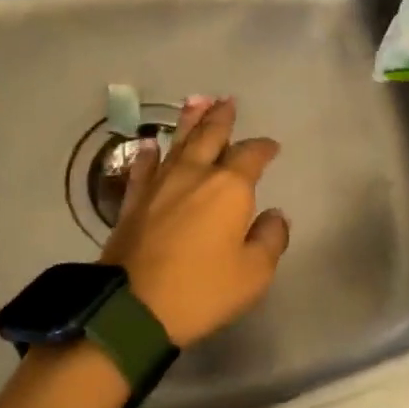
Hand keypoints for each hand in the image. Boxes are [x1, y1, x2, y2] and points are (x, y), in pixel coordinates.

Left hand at [99, 96, 289, 346]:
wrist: (133, 308)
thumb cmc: (202, 290)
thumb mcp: (253, 273)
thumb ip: (270, 239)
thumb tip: (275, 215)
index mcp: (229, 188)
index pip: (251, 156)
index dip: (263, 148)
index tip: (271, 146)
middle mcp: (194, 175)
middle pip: (210, 137)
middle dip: (221, 118)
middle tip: (227, 100)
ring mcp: (159, 185)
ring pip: (177, 143)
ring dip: (189, 121)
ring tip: (196, 100)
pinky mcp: (133, 202)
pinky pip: (143, 168)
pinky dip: (149, 153)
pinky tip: (151, 144)